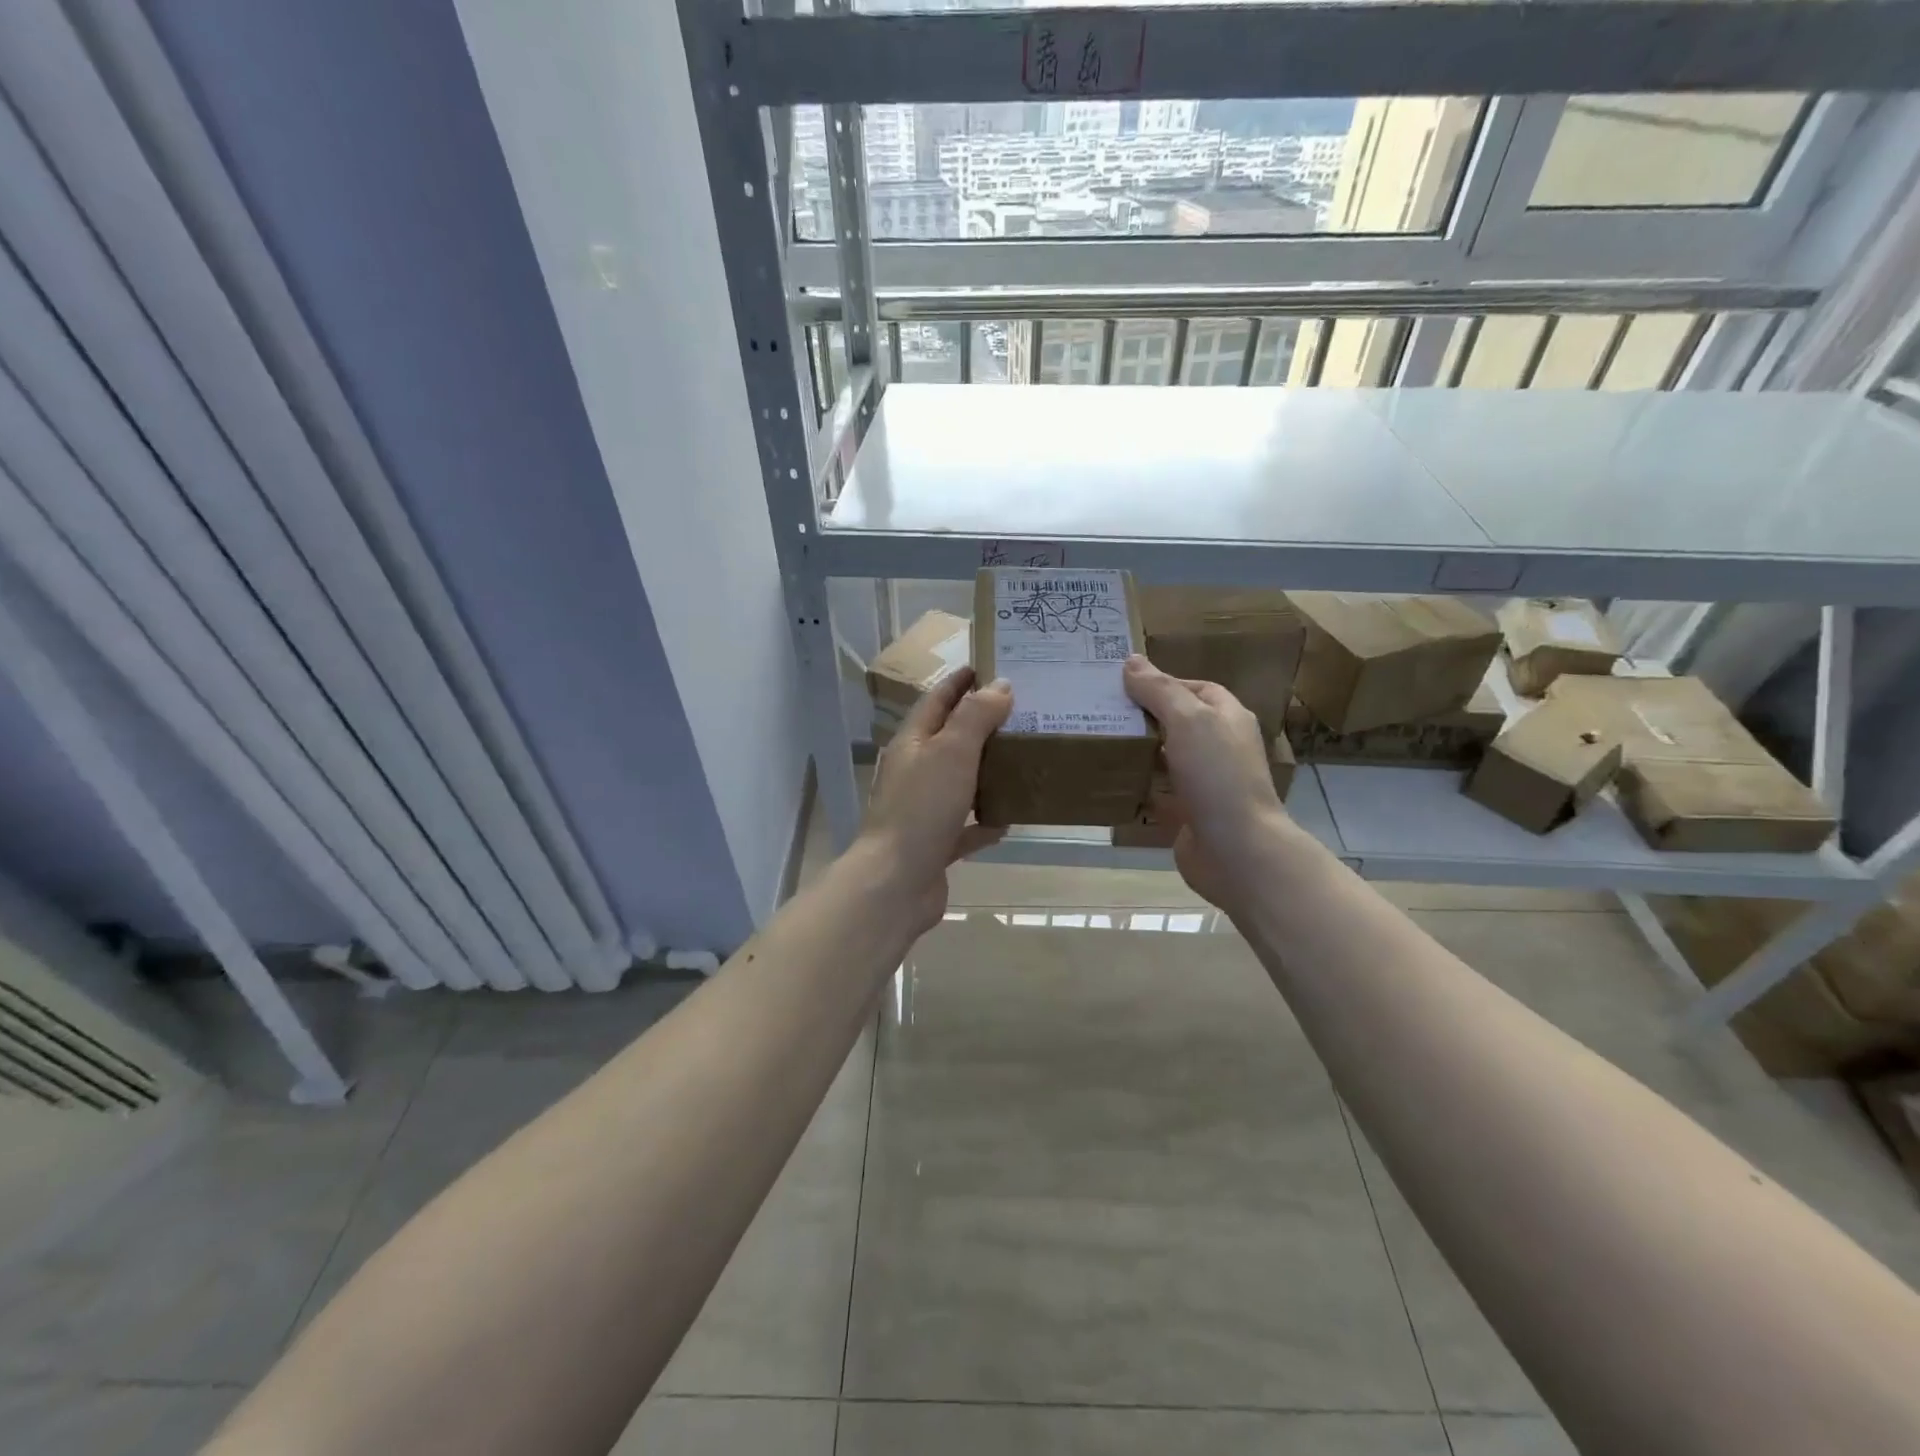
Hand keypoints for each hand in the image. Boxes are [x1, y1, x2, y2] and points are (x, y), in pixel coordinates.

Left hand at [855, 667, 1012, 932]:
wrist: (896, 883)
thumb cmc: (922, 808)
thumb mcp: (952, 751)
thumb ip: (975, 717)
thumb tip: (1000, 686)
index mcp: (912, 743)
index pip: (936, 701)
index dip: (959, 682)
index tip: (987, 666)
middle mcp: (914, 772)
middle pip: (949, 740)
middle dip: (981, 726)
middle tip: (1022, 714)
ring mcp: (922, 810)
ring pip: (959, 782)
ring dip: (986, 773)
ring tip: (1024, 761)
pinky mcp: (934, 844)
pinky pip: (965, 826)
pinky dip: (984, 822)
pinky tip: (1010, 820)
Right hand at [1122, 655, 1286, 909]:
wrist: (1237, 851)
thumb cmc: (1217, 776)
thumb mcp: (1188, 720)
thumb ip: (1159, 690)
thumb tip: (1131, 660)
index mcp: (1228, 719)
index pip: (1196, 689)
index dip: (1163, 683)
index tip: (1123, 685)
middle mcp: (1219, 748)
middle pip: (1177, 723)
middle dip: (1144, 717)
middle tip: (1101, 711)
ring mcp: (1205, 783)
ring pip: (1165, 758)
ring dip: (1137, 752)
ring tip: (1098, 740)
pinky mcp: (1188, 813)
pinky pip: (1157, 792)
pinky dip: (1137, 787)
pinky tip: (1108, 780)